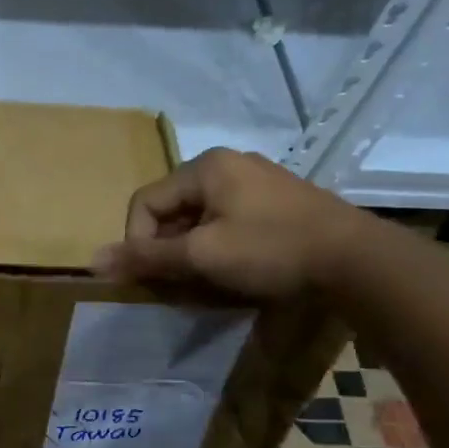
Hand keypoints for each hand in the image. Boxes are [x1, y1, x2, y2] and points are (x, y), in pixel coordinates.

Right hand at [91, 148, 368, 299]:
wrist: (356, 260)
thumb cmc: (271, 250)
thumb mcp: (201, 256)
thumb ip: (146, 257)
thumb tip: (92, 262)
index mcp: (206, 167)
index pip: (145, 202)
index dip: (137, 241)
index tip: (151, 276)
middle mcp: (228, 165)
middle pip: (172, 208)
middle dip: (165, 248)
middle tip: (176, 283)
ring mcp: (256, 182)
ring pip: (199, 218)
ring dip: (190, 251)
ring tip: (202, 281)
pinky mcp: (277, 202)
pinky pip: (227, 222)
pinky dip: (217, 247)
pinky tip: (231, 271)